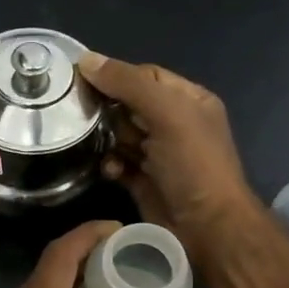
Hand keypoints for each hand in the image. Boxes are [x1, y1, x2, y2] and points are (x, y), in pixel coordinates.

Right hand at [76, 52, 261, 265]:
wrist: (206, 227)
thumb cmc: (193, 164)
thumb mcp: (166, 114)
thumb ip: (128, 84)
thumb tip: (86, 59)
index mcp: (188, 100)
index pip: (145, 75)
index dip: (116, 75)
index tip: (82, 79)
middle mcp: (174, 124)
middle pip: (128, 105)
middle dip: (107, 109)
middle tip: (83, 114)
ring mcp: (158, 154)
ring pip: (120, 134)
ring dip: (106, 139)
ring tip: (95, 144)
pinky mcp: (144, 181)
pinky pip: (119, 163)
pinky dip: (111, 164)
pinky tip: (110, 170)